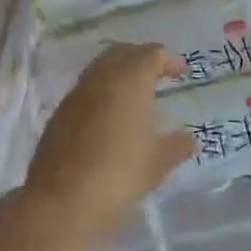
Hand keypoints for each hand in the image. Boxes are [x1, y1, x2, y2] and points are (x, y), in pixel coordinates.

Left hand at [25, 43, 195, 239]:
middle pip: (123, 52)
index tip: (181, 72)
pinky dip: (102, 90)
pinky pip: (86, 88)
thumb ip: (176, 146)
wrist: (61, 198)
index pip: (152, 54)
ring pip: (101, 67)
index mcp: (130, 79)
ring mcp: (77, 92)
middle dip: (142, 57)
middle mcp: (102, 77)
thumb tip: (189, 140)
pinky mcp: (61, 111)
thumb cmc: (118, 173)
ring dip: (119, 72)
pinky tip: (110, 114)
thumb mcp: (156, 162)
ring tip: (135, 93)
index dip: (169, 60)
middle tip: (158, 73)